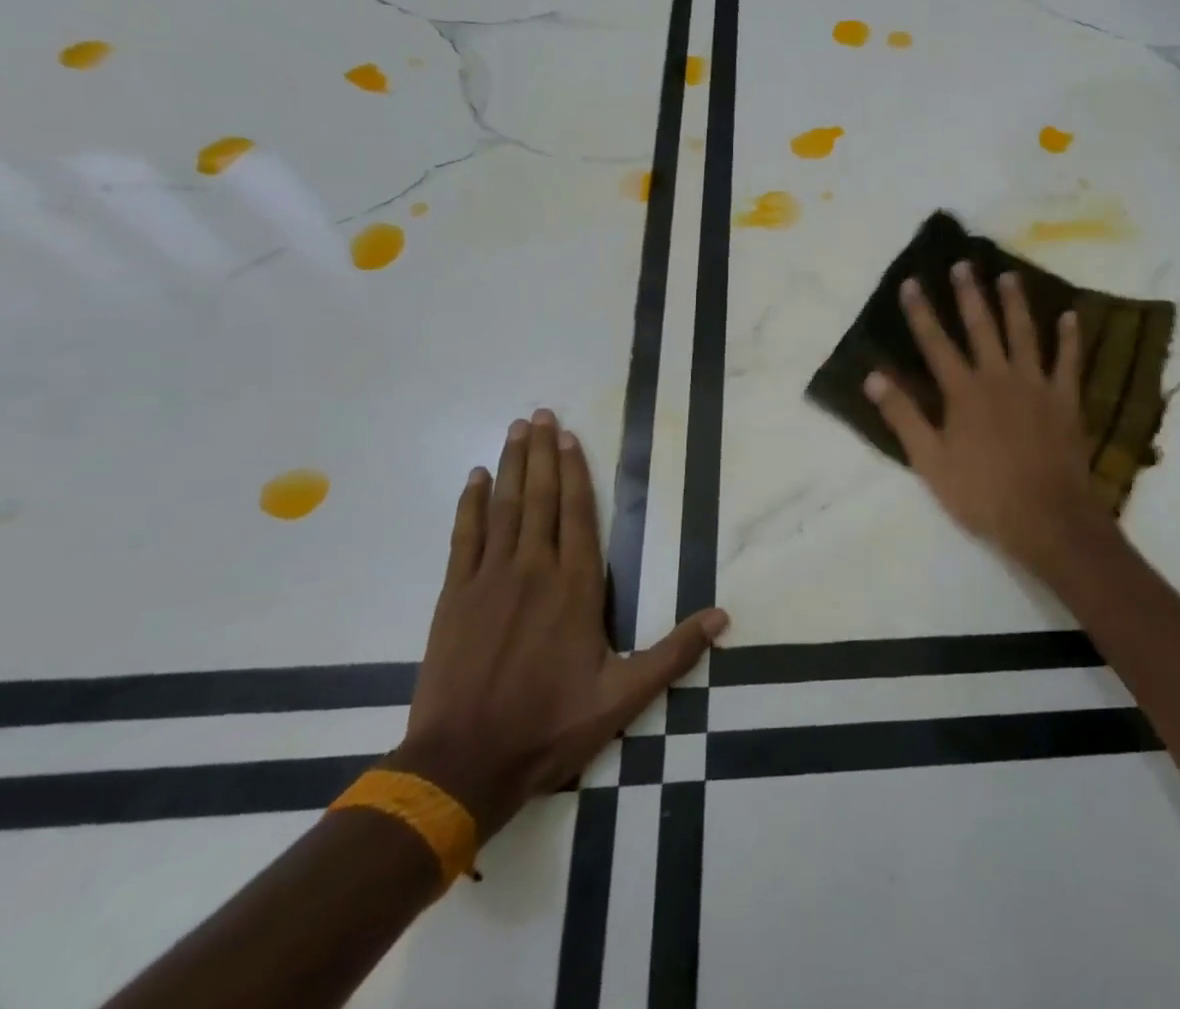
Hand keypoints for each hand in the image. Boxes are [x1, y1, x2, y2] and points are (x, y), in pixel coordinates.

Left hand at [391, 410, 728, 839]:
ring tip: (517, 429)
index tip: (572, 437)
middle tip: (541, 413)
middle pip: (540, 497)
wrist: (462, 766)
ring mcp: (490, 579)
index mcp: (575, 587)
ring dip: (512, 465)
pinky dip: (470, 504)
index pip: (578, 514)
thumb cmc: (549, 726)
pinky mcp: (455, 596)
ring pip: (504, 507)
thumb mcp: (623, 696)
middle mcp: (534, 570)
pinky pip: (465, 536)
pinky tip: (475, 478)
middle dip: (542, 453)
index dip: (576, 471)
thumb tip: (723, 617)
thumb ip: (674, 653)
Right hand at [864, 264, 1117, 579]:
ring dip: (1015, 303)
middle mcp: (998, 377)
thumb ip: (903, 416)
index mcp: (963, 392)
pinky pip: (1069, 361)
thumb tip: (872, 377)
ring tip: (1008, 276)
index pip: (936, 343)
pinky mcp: (1065, 400)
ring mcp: (1036, 385)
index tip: (911, 282)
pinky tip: (1071, 316)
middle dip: (969, 294)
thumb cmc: (981, 493)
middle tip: (963, 264)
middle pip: (981, 327)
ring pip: (1024, 334)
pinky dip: (1070, 338)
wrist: (1045, 517)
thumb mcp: (929, 461)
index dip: (921, 313)